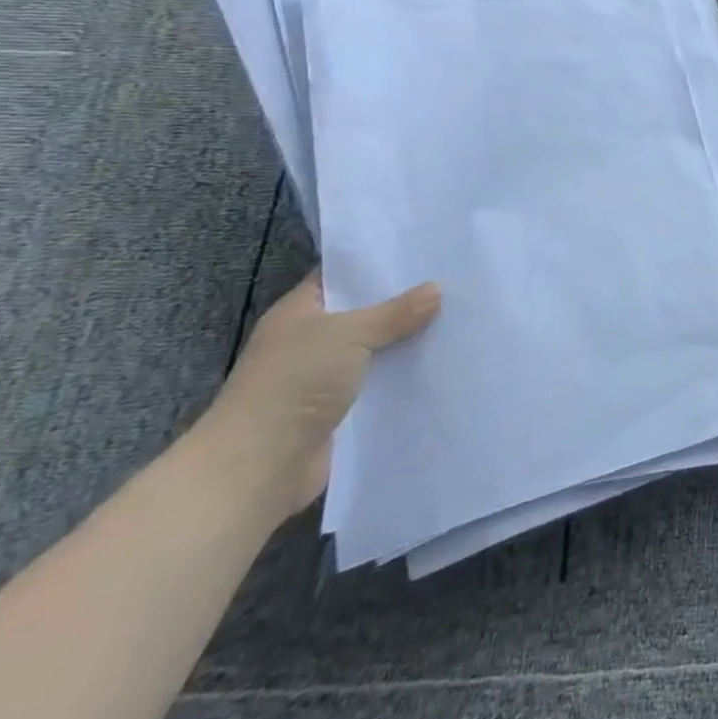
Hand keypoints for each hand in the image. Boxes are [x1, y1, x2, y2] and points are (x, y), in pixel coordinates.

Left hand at [191, 271, 439, 524]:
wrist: (258, 468)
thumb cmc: (293, 384)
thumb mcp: (348, 334)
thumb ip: (394, 312)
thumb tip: (435, 289)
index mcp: (299, 312)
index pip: (341, 276)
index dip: (377, 263)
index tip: (423, 250)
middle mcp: (310, 340)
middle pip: (365, 312)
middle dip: (404, 302)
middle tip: (453, 281)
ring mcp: (325, 377)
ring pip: (377, 349)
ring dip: (408, 341)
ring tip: (459, 318)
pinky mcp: (341, 410)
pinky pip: (381, 383)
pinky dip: (404, 376)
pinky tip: (442, 362)